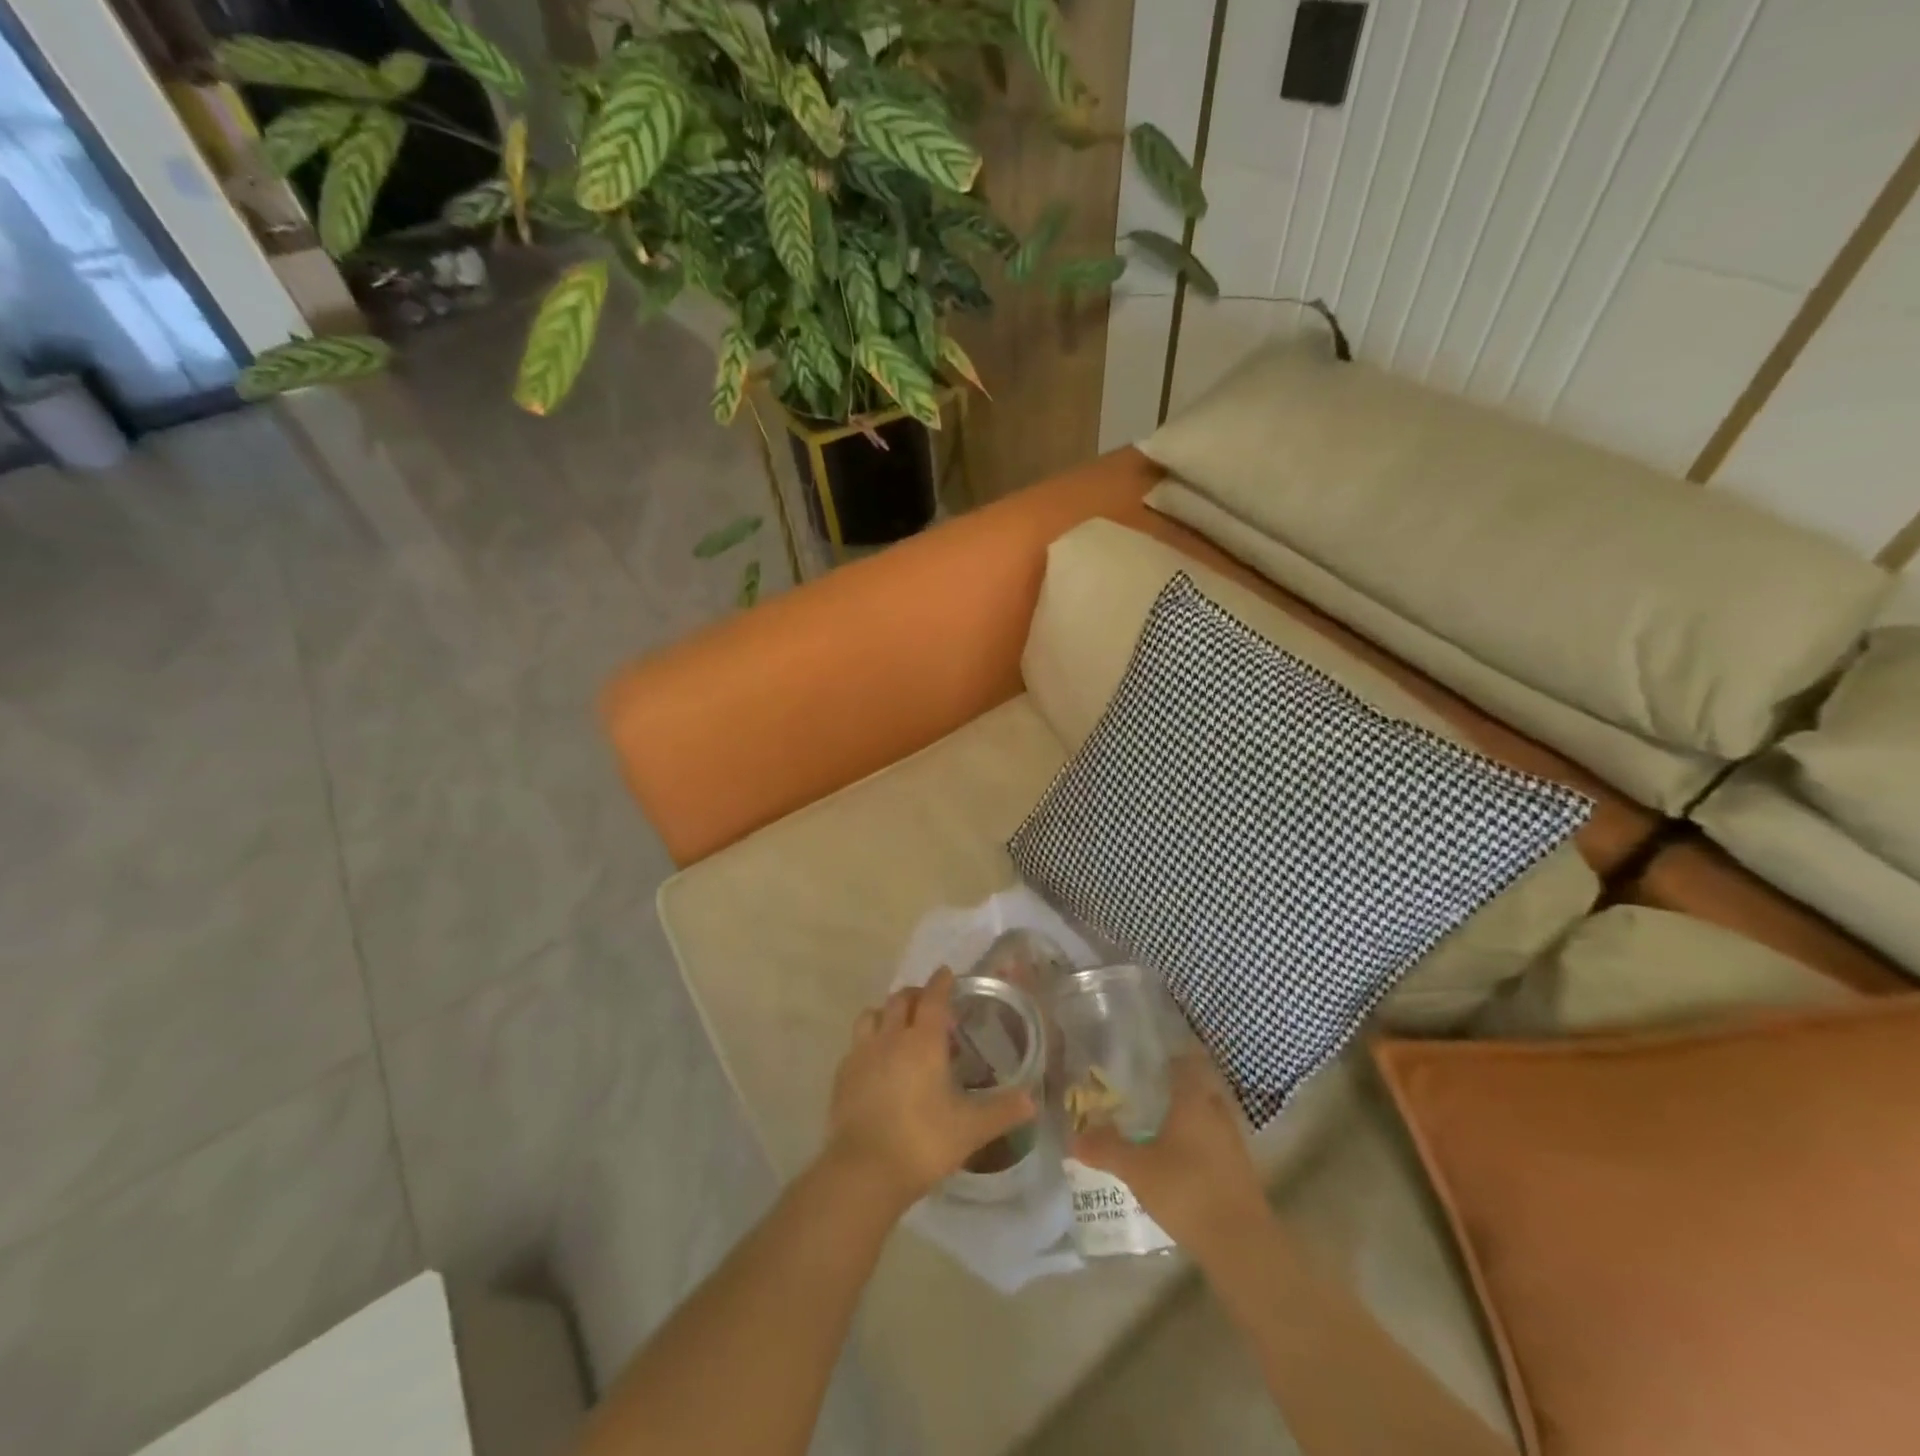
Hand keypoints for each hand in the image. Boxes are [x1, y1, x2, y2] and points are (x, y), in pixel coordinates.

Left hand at [822, 967, 1035, 1215]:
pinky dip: (869, 1041)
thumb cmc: (923, 1142)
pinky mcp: (842, 1074)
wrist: (863, 1171)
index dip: (941, 982)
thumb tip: (1032, 1101)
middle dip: (916, 994)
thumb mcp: (970, 1129)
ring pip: (872, 1015)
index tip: (946, 973)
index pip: (933, 997)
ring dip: (887, 1013)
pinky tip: (876, 1062)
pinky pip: (856, 1044)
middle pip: (900, 999)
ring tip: (899, 1027)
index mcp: (923, 1041)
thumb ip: (1002, 1111)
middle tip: (929, 1004)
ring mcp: (862, 1054)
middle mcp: (891, 1037)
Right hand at [1071, 1052, 1271, 1262]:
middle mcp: (1217, 1112)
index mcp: (1195, 1099)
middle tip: (1146, 1087)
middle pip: (1199, 1085)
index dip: (1170, 1053)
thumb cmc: (1187, 1190)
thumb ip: (1106, 1149)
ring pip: (1208, 1114)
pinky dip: (1198, 1141)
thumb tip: (1073, 1137)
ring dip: (1188, 1114)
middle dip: (1176, 1084)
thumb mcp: (1137, 1169)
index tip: (1148, 1053)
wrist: (1242, 1245)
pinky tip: (1177, 1156)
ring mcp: (1233, 1141)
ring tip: (1157, 1121)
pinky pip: (1215, 1141)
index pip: (1187, 1059)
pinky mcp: (1239, 1169)